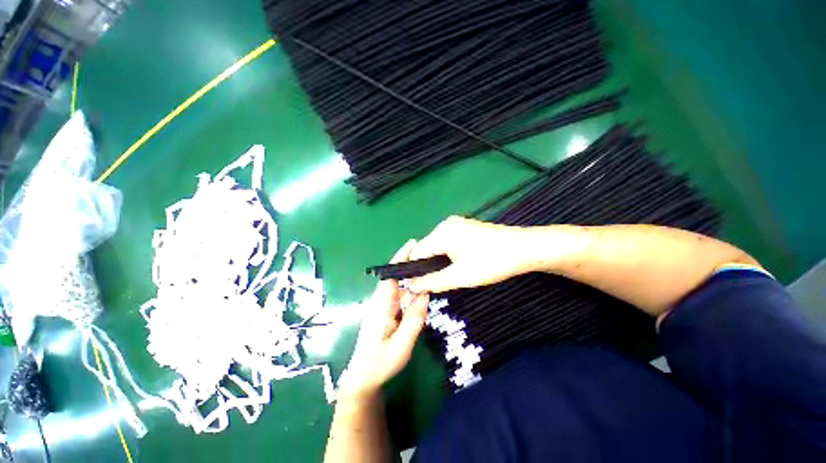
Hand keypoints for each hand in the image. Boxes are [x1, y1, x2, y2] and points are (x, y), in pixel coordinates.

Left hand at [337, 240, 428, 399]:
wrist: (363, 378)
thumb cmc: (380, 363)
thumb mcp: (401, 346)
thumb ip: (413, 321)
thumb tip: (424, 295)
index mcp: (381, 306)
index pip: (389, 276)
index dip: (400, 258)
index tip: (412, 244)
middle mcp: (380, 302)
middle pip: (395, 278)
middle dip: (410, 265)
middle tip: (429, 257)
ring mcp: (383, 307)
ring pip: (399, 287)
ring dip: (411, 279)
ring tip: (429, 271)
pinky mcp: (386, 313)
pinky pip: (400, 297)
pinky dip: (410, 291)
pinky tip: (421, 292)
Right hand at [409, 216, 533, 292]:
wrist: (524, 248)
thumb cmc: (491, 262)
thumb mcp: (460, 276)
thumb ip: (432, 282)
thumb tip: (410, 286)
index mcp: (441, 233)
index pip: (416, 253)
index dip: (415, 270)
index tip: (420, 286)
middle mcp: (445, 224)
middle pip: (426, 247)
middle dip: (428, 265)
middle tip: (439, 282)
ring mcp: (456, 223)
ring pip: (437, 244)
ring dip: (438, 260)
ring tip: (451, 274)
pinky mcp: (465, 226)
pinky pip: (447, 240)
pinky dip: (447, 253)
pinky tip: (460, 262)